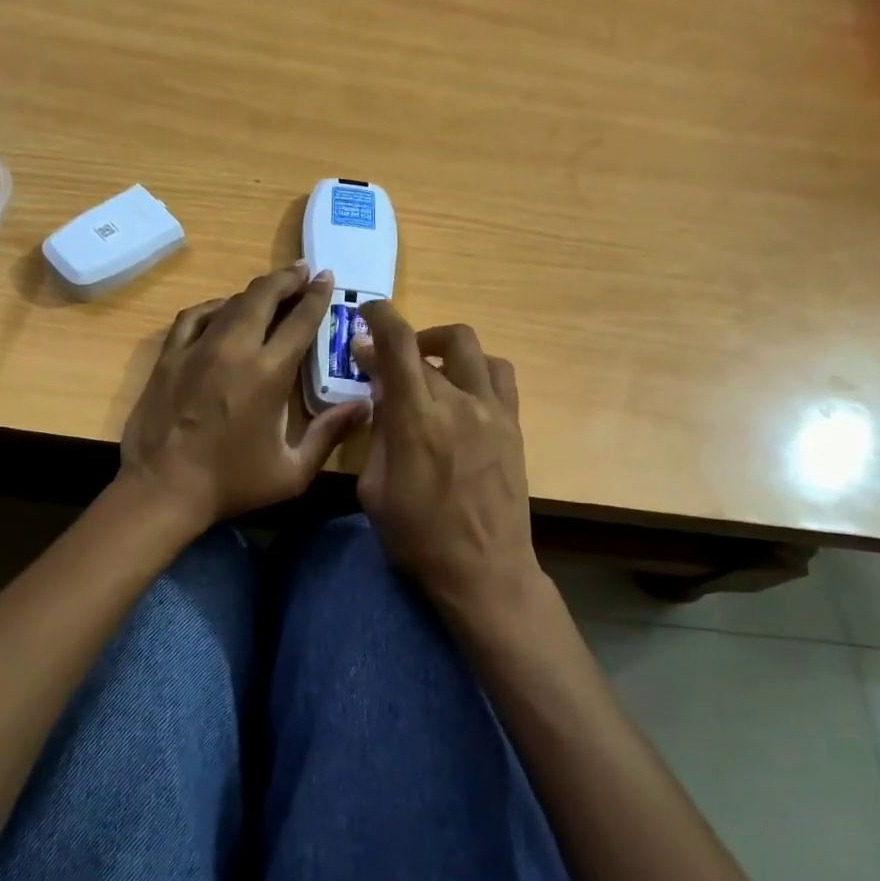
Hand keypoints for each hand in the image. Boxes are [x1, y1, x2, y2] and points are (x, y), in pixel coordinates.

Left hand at [120, 262, 366, 529]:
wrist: (162, 489)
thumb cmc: (231, 483)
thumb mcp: (292, 471)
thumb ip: (329, 434)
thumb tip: (365, 406)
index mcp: (268, 373)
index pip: (299, 320)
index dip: (317, 296)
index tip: (326, 279)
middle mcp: (233, 349)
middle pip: (263, 297)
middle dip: (287, 279)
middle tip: (302, 272)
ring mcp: (196, 348)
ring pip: (230, 302)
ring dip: (254, 291)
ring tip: (270, 290)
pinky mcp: (169, 356)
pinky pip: (194, 316)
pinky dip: (213, 306)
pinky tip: (222, 309)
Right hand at [354, 302, 539, 622]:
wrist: (483, 569)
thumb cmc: (416, 536)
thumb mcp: (373, 487)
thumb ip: (376, 433)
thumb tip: (380, 395)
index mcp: (416, 417)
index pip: (398, 344)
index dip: (380, 317)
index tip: (366, 312)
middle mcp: (458, 400)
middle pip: (428, 344)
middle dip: (399, 340)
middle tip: (382, 360)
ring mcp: (492, 410)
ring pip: (470, 348)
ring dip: (441, 346)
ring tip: (426, 366)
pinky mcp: (513, 424)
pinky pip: (499, 374)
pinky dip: (475, 367)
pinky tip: (461, 388)